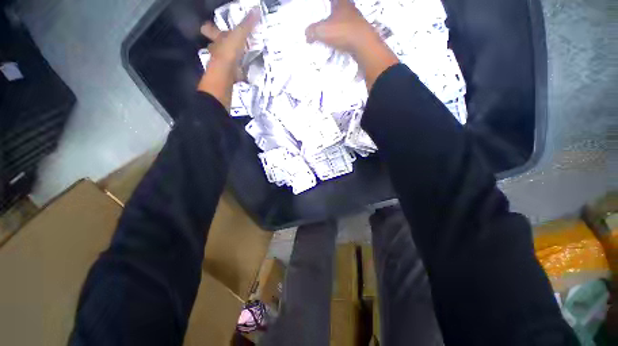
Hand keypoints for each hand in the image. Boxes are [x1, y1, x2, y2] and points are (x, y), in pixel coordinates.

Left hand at [197, 7, 259, 109]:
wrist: (224, 82)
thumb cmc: (227, 56)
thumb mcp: (238, 37)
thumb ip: (246, 25)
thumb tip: (256, 8)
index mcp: (217, 41)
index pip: (210, 30)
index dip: (211, 28)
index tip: (215, 26)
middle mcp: (217, 53)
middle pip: (217, 46)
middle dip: (223, 44)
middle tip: (235, 44)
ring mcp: (223, 67)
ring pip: (226, 60)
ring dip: (234, 59)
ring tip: (245, 58)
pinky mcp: (230, 79)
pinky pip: (234, 74)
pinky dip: (240, 74)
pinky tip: (247, 74)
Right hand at [305, 0, 375, 55]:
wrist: (363, 44)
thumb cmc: (342, 32)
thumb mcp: (322, 31)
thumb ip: (312, 31)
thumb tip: (307, 35)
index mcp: (340, 2)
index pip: (331, 0)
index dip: (325, 4)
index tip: (321, 7)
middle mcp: (350, 8)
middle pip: (339, 7)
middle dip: (332, 12)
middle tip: (324, 20)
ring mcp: (357, 19)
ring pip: (345, 19)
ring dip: (338, 25)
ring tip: (330, 33)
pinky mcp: (360, 31)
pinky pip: (349, 30)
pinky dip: (343, 34)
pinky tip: (339, 41)